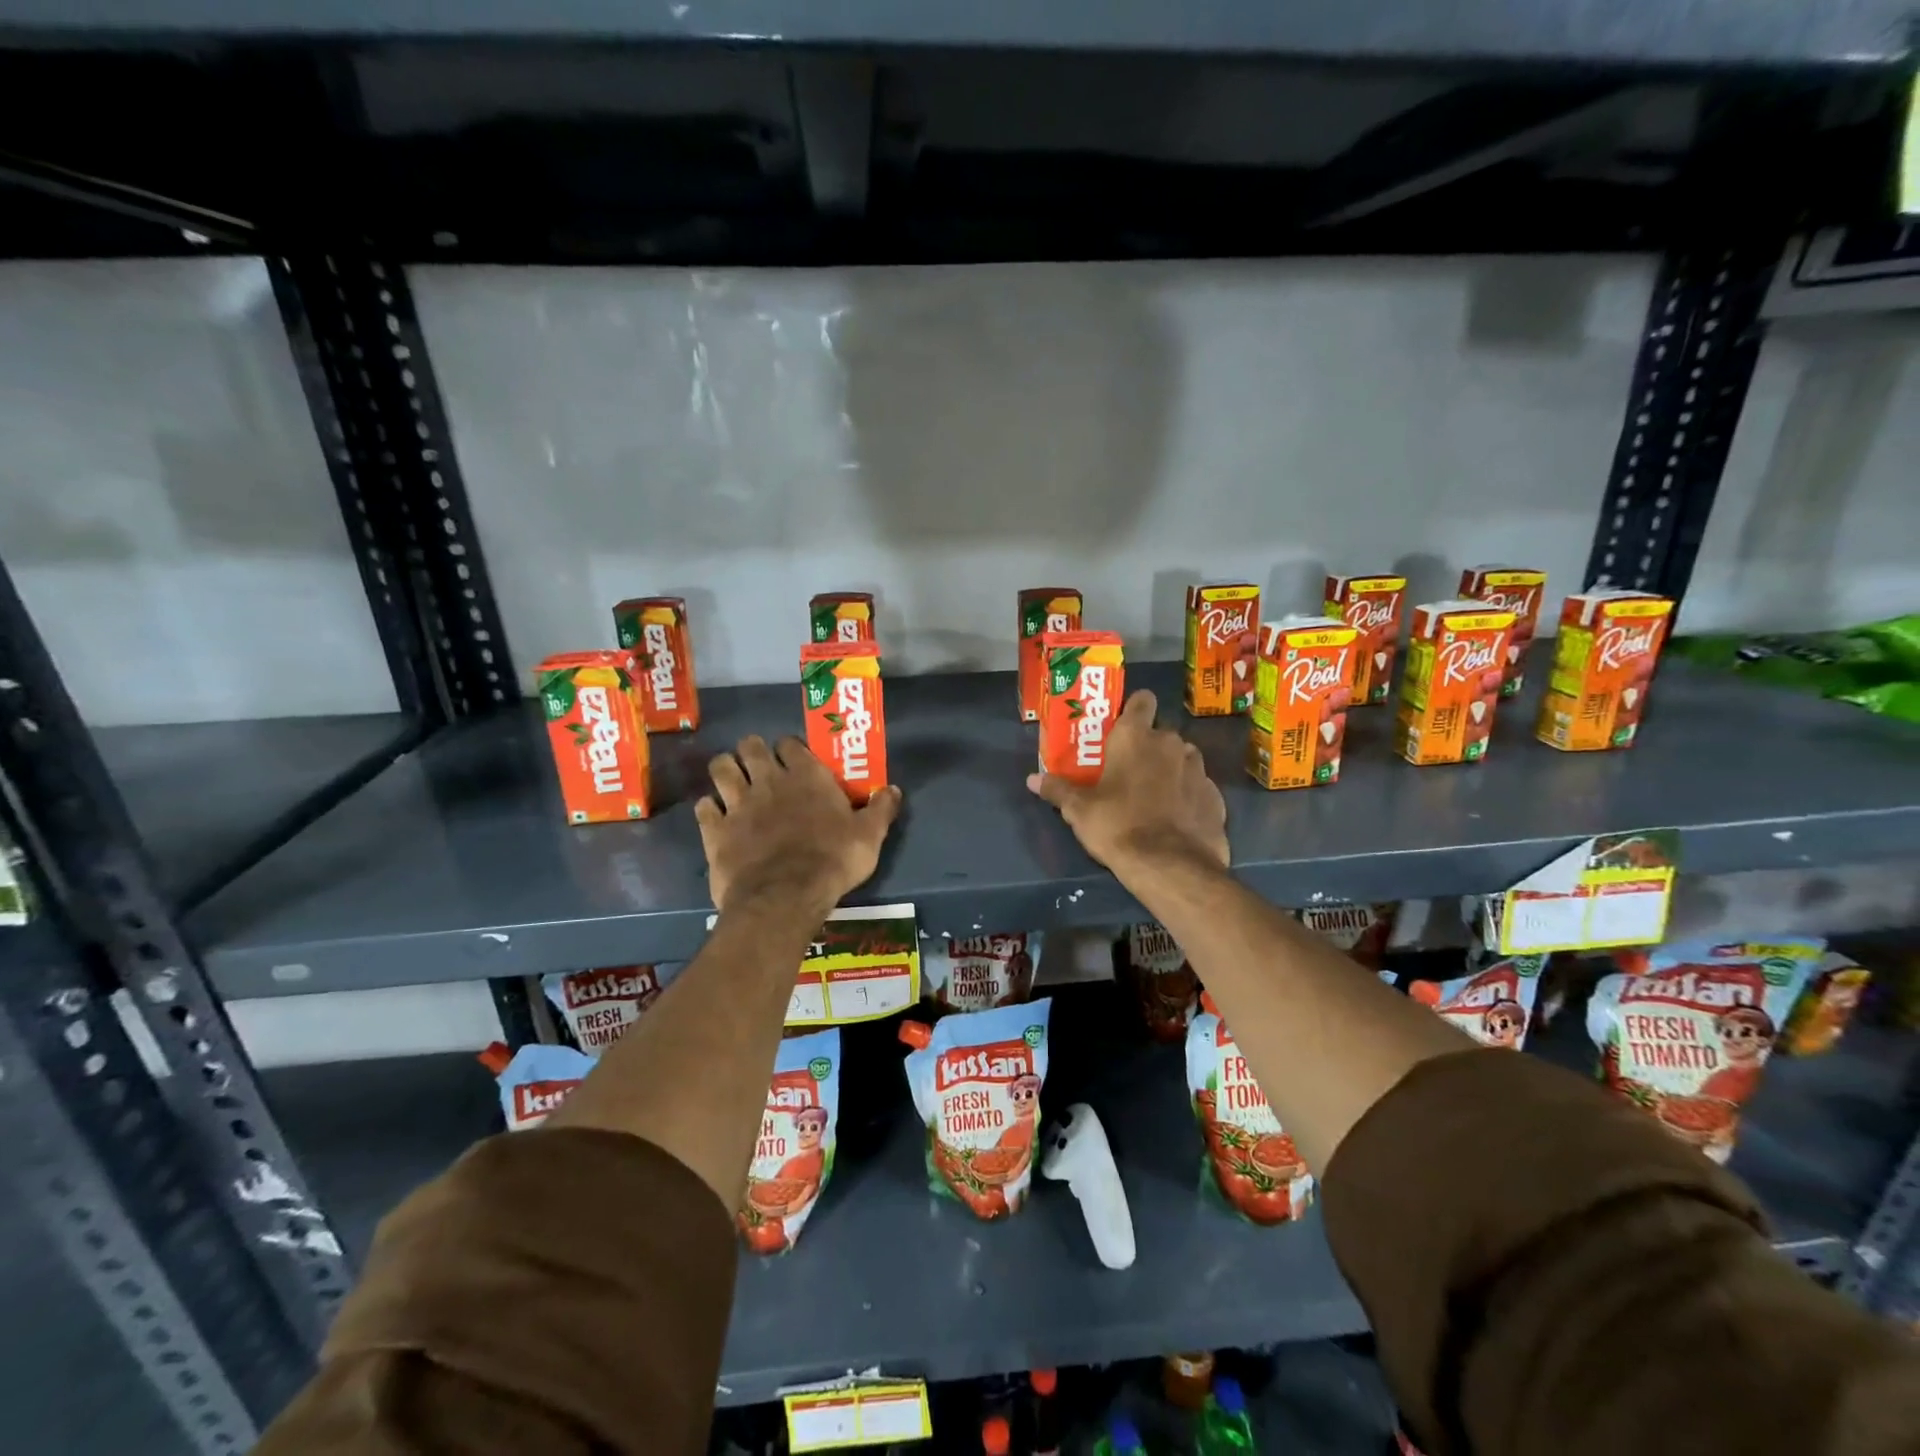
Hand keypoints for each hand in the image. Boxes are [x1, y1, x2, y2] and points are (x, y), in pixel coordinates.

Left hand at [696, 735, 901, 915]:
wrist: (784, 897)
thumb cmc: (833, 861)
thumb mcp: (869, 837)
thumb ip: (881, 809)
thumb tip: (893, 789)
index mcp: (806, 776)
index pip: (790, 743)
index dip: (790, 749)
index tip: (795, 761)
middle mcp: (768, 780)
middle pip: (750, 746)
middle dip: (752, 751)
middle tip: (759, 766)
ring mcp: (737, 803)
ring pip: (721, 768)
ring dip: (726, 771)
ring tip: (732, 782)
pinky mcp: (715, 830)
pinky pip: (704, 807)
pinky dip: (709, 809)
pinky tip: (716, 817)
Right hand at [1027, 689, 1227, 881]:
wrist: (1171, 867)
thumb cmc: (1118, 826)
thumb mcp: (1079, 810)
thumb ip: (1058, 789)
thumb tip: (1033, 779)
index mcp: (1136, 737)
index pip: (1142, 700)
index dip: (1133, 709)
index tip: (1122, 726)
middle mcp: (1171, 743)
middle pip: (1161, 732)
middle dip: (1149, 746)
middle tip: (1129, 769)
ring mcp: (1198, 769)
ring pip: (1183, 757)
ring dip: (1171, 768)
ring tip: (1154, 793)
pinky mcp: (1215, 797)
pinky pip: (1198, 786)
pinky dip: (1188, 795)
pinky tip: (1176, 816)